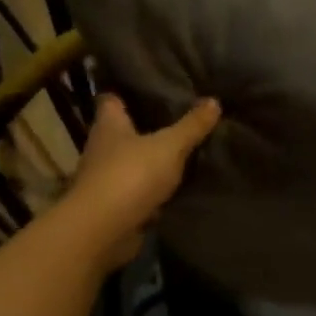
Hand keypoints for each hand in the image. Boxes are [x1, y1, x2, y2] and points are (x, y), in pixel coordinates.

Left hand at [61, 93, 220, 269]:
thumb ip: (191, 126)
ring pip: (131, 162)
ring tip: (183, 151)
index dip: (127, 91)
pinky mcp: (114, 206)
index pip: (111, 99)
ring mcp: (106, 179)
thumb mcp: (170, 146)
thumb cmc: (131, 175)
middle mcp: (101, 148)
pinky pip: (137, 191)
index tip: (149, 86)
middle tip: (178, 117)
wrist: (104, 230)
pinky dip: (153, 190)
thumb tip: (214, 100)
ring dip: (150, 160)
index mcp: (108, 125)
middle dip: (145, 126)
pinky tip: (176, 187)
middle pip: (123, 131)